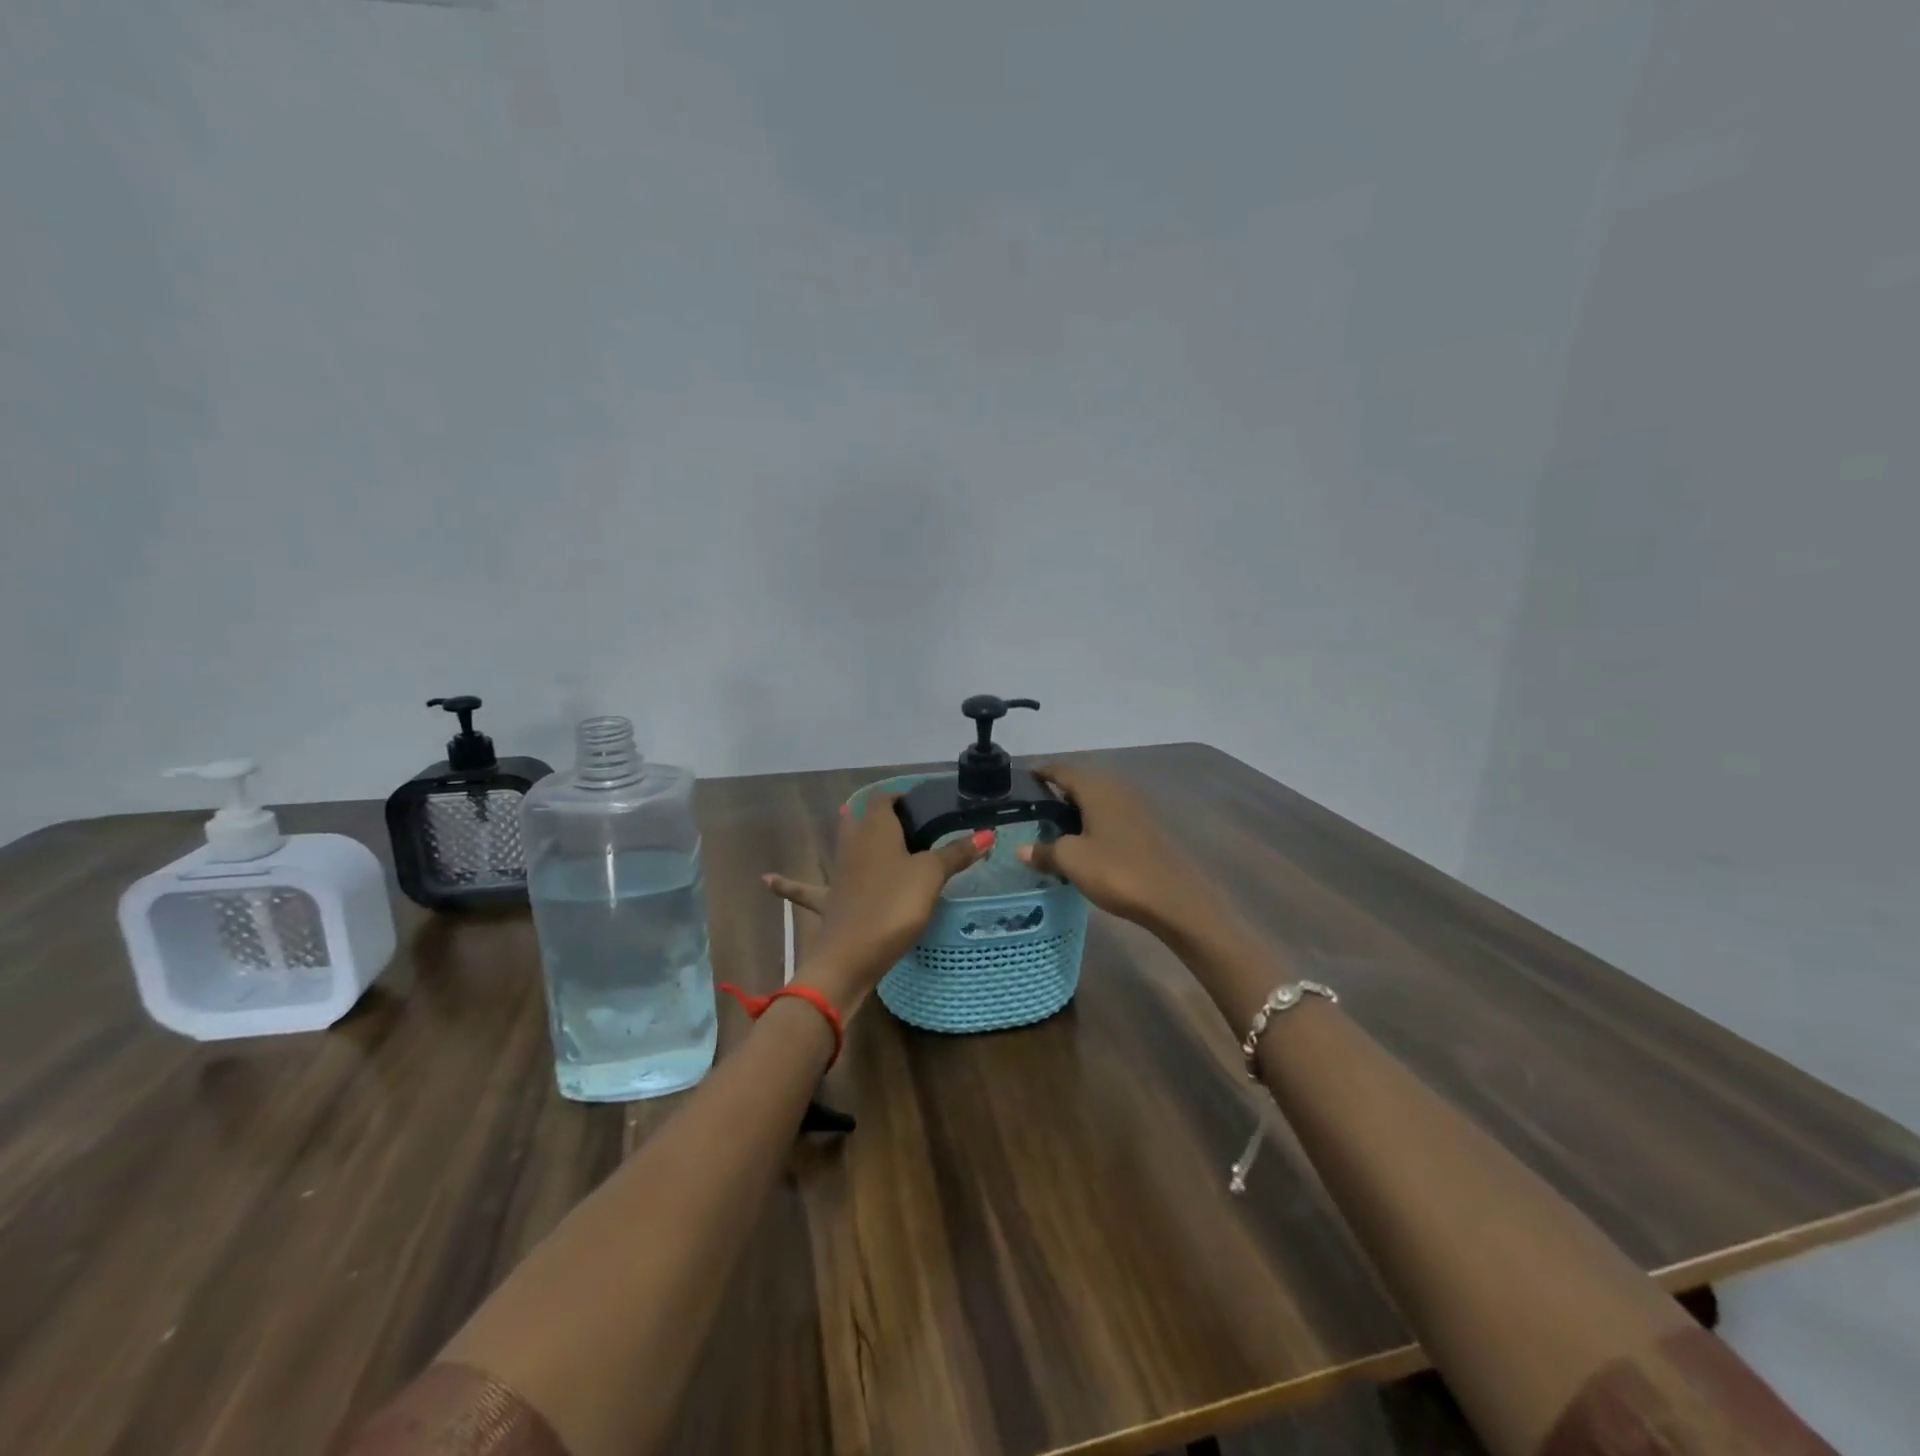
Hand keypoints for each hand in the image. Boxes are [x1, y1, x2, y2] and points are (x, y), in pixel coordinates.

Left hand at [764, 794, 987, 1013]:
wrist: (850, 956)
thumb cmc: (893, 905)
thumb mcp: (931, 876)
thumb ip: (957, 854)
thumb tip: (987, 834)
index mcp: (876, 830)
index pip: (885, 800)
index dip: (901, 797)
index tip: (922, 803)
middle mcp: (852, 845)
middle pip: (862, 820)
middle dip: (880, 816)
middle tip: (909, 824)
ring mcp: (838, 874)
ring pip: (842, 847)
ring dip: (853, 839)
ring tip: (863, 831)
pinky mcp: (829, 902)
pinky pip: (806, 889)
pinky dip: (788, 883)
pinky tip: (766, 879)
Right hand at [1015, 764, 1211, 935]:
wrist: (1174, 897)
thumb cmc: (1117, 870)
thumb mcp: (1072, 861)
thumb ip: (1045, 851)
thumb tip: (1021, 849)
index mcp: (1096, 788)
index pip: (1062, 771)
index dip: (1042, 772)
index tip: (1023, 778)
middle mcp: (1116, 789)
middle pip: (1081, 783)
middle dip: (1058, 792)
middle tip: (1033, 809)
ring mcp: (1135, 808)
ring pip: (1097, 801)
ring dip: (1076, 809)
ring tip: (1054, 828)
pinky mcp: (1145, 829)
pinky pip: (1110, 816)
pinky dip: (1093, 823)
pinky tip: (1083, 843)